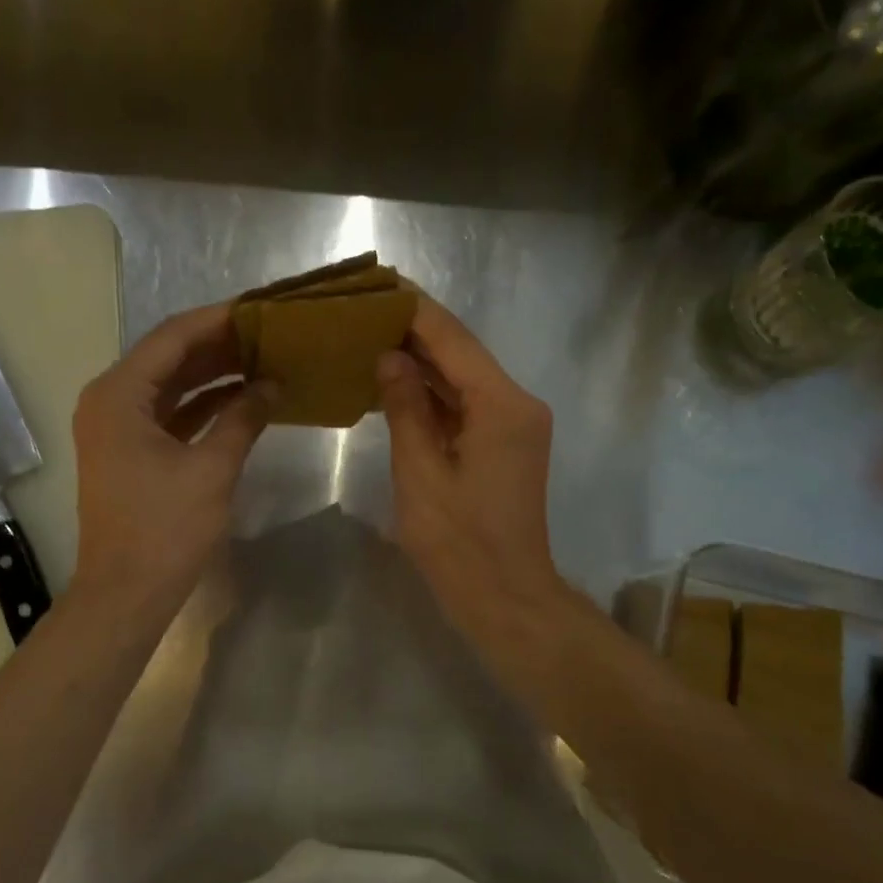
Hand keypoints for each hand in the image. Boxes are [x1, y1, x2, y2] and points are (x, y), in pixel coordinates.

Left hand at [68, 302, 270, 617]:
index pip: (173, 337)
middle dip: (219, 344)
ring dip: (213, 373)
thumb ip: (243, 418)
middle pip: (169, 356)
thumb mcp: (211, 470)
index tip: (261, 308)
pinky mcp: (130, 451)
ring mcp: (117, 427)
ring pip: (171, 385)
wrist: (126, 593)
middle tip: (269, 332)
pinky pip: (170, 413)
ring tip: (263, 358)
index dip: (219, 320)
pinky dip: (203, 405)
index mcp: (119, 394)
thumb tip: (272, 385)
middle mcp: (110, 400)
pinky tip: (242, 398)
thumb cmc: (165, 530)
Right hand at [376, 297, 568, 639]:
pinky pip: (466, 405)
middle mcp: (517, 403)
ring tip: (371, 336)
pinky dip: (434, 394)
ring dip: (423, 362)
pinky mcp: (506, 445)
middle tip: (364, 309)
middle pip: (462, 354)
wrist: (506, 598)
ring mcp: (515, 425)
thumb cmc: (459, 543)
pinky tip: (396, 382)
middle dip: (415, 332)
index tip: (378, 284)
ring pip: (464, 379)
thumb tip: (389, 358)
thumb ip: (406, 408)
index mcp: (502, 404)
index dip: (415, 310)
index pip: (453, 340)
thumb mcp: (421, 473)